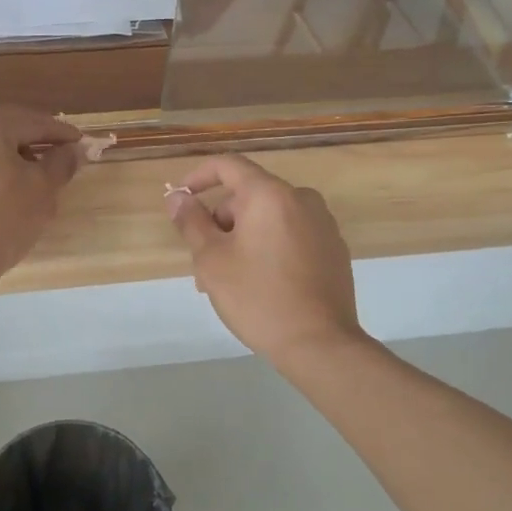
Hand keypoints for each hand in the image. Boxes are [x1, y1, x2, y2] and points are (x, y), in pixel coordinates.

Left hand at [0, 108, 82, 279]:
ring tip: (20, 186)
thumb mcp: (42, 191)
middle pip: (2, 132)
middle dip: (29, 145)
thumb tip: (72, 150)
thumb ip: (61, 163)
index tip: (79, 144)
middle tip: (52, 162)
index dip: (61, 134)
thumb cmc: (0, 221)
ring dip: (0, 162)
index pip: (34, 122)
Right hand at [166, 155, 362, 365]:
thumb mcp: (212, 260)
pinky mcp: (333, 249)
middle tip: (202, 262)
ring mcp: (322, 224)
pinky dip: (268, 247)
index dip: (199, 176)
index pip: (228, 165)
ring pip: (268, 218)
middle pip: (248, 196)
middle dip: (220, 222)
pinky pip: (291, 235)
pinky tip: (259, 284)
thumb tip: (177, 196)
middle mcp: (301, 199)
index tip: (181, 199)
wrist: (320, 345)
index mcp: (270, 194)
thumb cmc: (258, 298)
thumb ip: (191, 221)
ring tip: (227, 280)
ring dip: (242, 238)